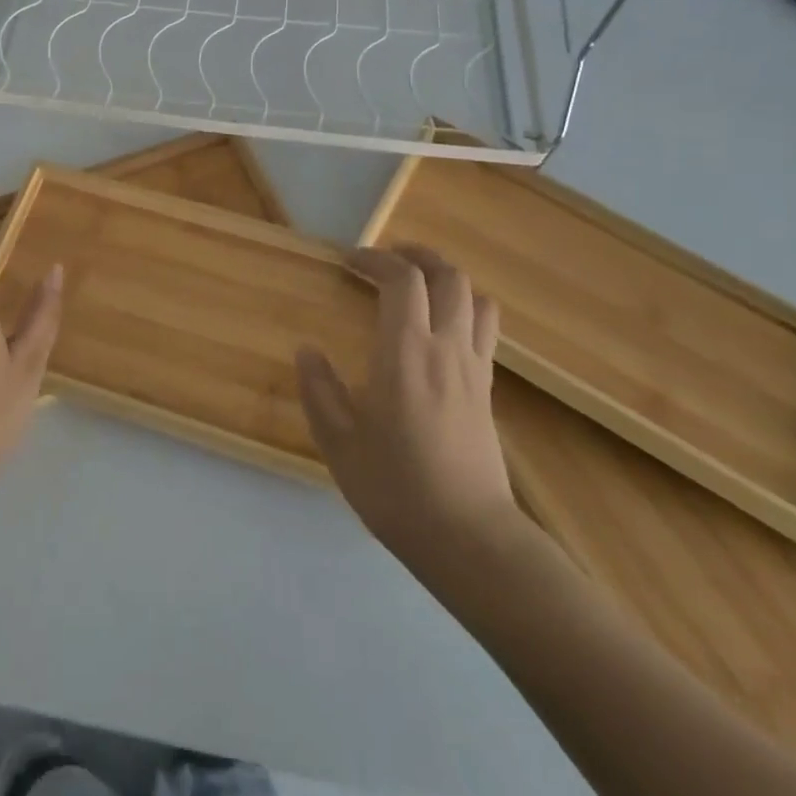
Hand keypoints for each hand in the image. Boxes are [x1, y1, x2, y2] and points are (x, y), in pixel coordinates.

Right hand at [296, 245, 516, 561]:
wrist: (470, 539)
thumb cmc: (397, 489)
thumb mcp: (340, 443)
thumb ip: (319, 390)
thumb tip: (307, 351)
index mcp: (405, 352)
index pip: (401, 280)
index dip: (375, 259)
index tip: (348, 260)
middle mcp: (446, 348)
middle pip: (447, 276)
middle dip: (416, 255)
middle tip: (385, 259)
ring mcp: (474, 368)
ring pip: (474, 298)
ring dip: (446, 278)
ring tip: (418, 284)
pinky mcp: (488, 390)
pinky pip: (484, 329)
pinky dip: (463, 309)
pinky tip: (440, 328)